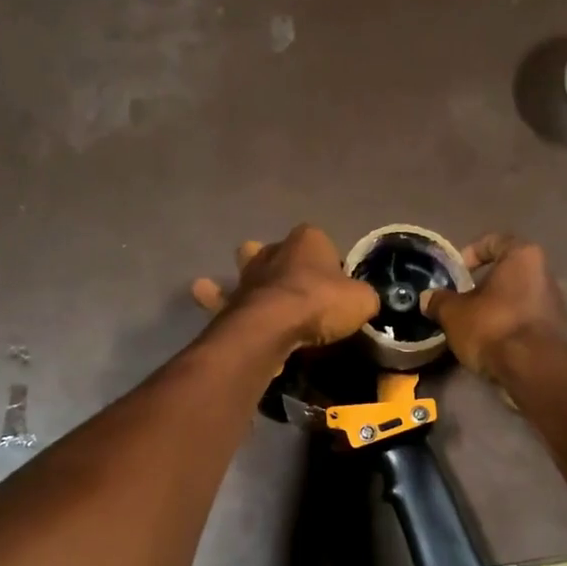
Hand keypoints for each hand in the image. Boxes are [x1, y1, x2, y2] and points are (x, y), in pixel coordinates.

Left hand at [191, 225, 379, 349]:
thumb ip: (363, 297)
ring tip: (248, 288)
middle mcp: (274, 250)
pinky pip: (221, 298)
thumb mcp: (362, 300)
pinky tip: (204, 293)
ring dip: (245, 275)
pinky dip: (214, 298)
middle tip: (292, 285)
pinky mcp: (230, 301)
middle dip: (281, 260)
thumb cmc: (321, 303)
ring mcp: (248, 275)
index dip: (328, 263)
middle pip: (278, 250)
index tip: (334, 287)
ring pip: (244, 267)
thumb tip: (363, 301)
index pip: (322, 243)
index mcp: (308, 240)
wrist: (274, 325)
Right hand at [422, 234, 566, 377]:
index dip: (471, 253)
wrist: (536, 371)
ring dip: (499, 309)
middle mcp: (548, 273)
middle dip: (485, 286)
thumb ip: (440, 301)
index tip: (456, 274)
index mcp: (524, 257)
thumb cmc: (493, 328)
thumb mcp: (454, 314)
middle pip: (510, 272)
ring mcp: (559, 304)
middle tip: (463, 304)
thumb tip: (428, 298)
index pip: (494, 241)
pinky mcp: (562, 332)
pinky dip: (513, 328)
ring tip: (476, 327)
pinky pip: (530, 322)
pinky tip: (496, 345)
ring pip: (520, 298)